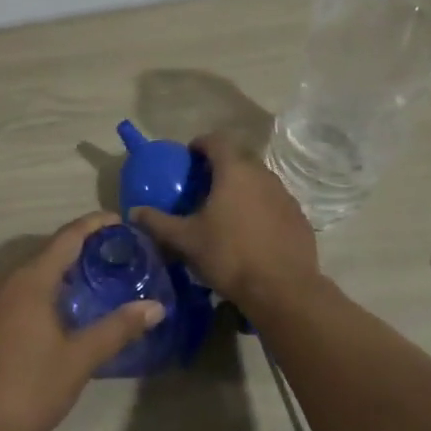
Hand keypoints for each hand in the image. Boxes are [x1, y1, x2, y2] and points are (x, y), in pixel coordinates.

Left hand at [0, 212, 165, 430]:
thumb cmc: (28, 388)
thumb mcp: (79, 359)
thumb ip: (117, 329)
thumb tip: (155, 307)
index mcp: (31, 281)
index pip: (66, 238)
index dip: (93, 224)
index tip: (117, 219)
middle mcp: (6, 283)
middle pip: (47, 253)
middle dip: (78, 248)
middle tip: (111, 253)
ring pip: (29, 275)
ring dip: (58, 272)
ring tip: (89, 281)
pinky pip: (16, 295)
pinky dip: (41, 292)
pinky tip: (55, 315)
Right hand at [130, 133, 318, 310]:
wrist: (283, 290)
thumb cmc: (230, 256)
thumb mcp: (186, 241)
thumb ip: (158, 223)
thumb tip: (133, 212)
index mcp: (234, 170)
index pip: (216, 140)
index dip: (200, 144)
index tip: (188, 159)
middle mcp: (262, 174)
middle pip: (238, 157)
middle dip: (220, 166)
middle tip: (202, 185)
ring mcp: (284, 194)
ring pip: (258, 179)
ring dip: (241, 186)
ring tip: (224, 209)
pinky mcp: (297, 216)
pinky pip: (273, 201)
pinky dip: (259, 206)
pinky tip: (250, 231)